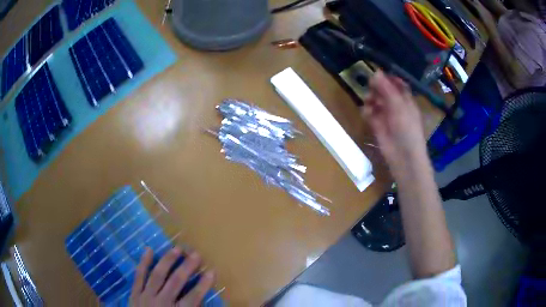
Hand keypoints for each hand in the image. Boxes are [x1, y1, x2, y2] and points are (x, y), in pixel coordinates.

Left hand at [130, 247, 214, 306]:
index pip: (193, 297)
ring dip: (168, 261)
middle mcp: (161, 302)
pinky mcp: (134, 293)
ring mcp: (145, 296)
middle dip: (187, 268)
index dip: (203, 285)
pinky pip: (139, 276)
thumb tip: (201, 300)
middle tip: (196, 254)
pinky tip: (149, 250)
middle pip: (175, 282)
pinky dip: (143, 263)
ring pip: (157, 275)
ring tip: (177, 249)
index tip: (212, 271)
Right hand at [362, 71, 427, 175]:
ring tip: (369, 101)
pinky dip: (367, 111)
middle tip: (370, 86)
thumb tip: (375, 72)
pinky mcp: (377, 125)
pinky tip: (367, 113)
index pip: (397, 84)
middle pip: (384, 91)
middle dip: (376, 88)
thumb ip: (386, 89)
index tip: (377, 73)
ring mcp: (386, 116)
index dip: (388, 78)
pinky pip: (369, 113)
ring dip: (370, 99)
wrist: (403, 156)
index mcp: (406, 100)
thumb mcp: (399, 105)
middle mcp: (396, 106)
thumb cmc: (407, 129)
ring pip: (375, 101)